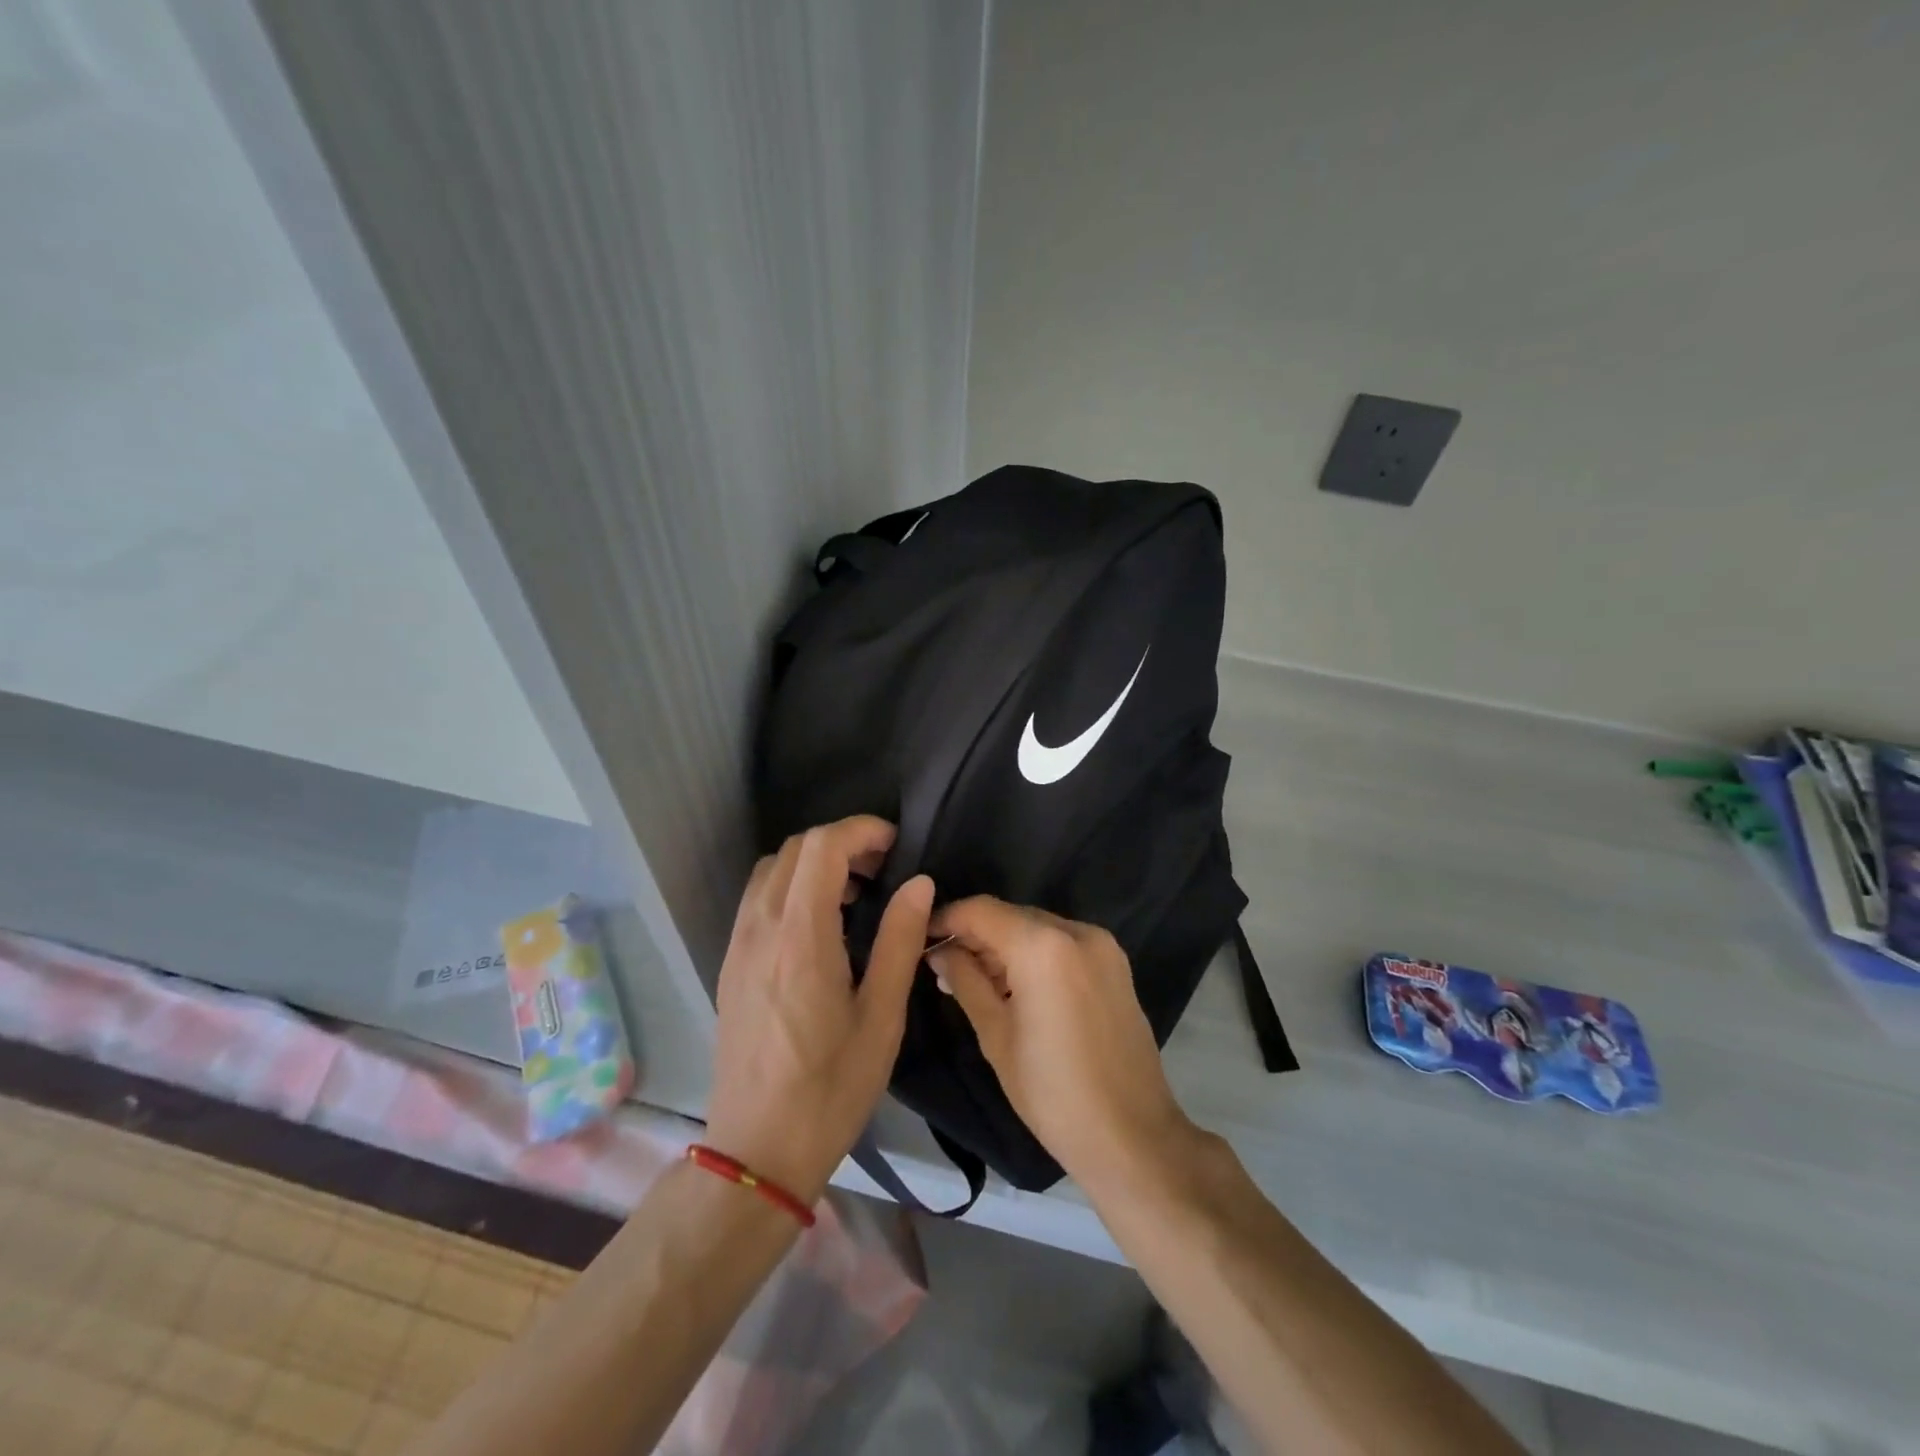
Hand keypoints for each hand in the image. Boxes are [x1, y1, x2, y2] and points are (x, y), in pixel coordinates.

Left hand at [705, 817, 933, 1205]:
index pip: (822, 847)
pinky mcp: (731, 964)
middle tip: (883, 869)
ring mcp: (738, 945)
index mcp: (800, 937)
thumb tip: (919, 882)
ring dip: (814, 863)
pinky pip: (758, 899)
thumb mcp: (881, 1017)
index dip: (862, 830)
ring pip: (772, 870)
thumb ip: (900, 940)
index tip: (897, 846)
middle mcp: (760, 928)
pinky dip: (792, 888)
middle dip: (841, 842)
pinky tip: (822, 926)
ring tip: (856, 895)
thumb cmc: (829, 1089)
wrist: (756, 1151)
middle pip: (795, 849)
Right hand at [927, 897, 1195, 1192]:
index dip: (947, 919)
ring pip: (1038, 929)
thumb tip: (940, 952)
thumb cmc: (1052, 1092)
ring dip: (1005, 947)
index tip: (920, 939)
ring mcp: (1103, 947)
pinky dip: (1035, 956)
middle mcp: (1076, 932)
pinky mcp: (1116, 966)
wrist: (1132, 1137)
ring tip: (975, 983)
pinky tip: (1015, 988)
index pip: (982, 910)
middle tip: (944, 968)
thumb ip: (965, 981)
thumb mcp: (996, 1036)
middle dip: (976, 936)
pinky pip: (1063, 945)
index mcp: (1043, 946)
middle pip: (1012, 916)